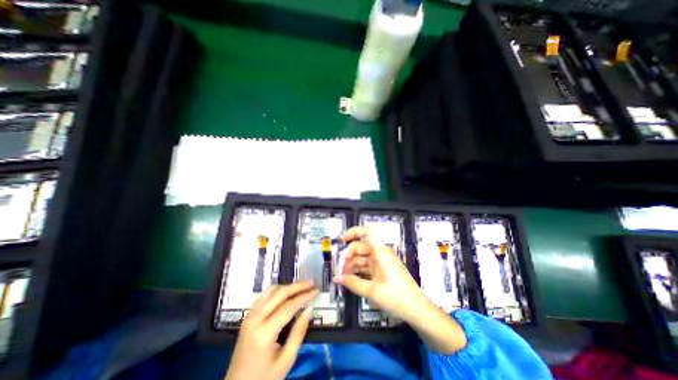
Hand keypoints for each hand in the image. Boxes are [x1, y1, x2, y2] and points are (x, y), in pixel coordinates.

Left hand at [223, 281, 317, 379]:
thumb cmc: (264, 379)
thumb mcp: (286, 361)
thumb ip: (298, 333)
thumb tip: (309, 309)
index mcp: (264, 332)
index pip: (288, 306)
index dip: (304, 296)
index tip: (316, 291)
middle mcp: (255, 319)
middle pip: (279, 293)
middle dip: (297, 286)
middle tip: (311, 283)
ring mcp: (249, 316)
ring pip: (270, 291)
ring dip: (287, 286)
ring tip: (301, 287)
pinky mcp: (248, 316)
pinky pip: (264, 296)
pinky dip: (277, 290)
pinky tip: (286, 293)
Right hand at [334, 227, 422, 321]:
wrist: (416, 309)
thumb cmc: (396, 297)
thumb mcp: (372, 291)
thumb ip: (352, 283)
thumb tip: (337, 278)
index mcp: (380, 252)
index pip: (367, 232)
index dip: (353, 232)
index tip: (342, 240)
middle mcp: (381, 253)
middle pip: (361, 247)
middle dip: (348, 255)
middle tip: (340, 269)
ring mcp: (381, 261)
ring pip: (362, 257)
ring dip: (352, 264)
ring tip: (343, 276)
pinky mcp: (382, 269)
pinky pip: (367, 265)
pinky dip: (359, 270)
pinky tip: (351, 278)